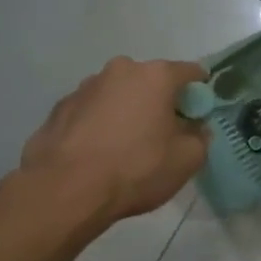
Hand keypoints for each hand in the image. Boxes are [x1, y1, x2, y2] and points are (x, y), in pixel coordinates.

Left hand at [18, 57, 208, 223]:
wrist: (65, 190)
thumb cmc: (136, 169)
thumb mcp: (188, 160)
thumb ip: (200, 137)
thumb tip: (196, 128)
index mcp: (156, 76)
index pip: (190, 72)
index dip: (199, 92)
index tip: (199, 114)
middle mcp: (120, 70)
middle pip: (151, 81)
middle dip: (160, 101)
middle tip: (163, 133)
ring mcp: (85, 87)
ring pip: (118, 94)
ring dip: (127, 111)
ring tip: (125, 146)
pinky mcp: (60, 108)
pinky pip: (91, 111)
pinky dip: (99, 124)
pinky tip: (98, 153)